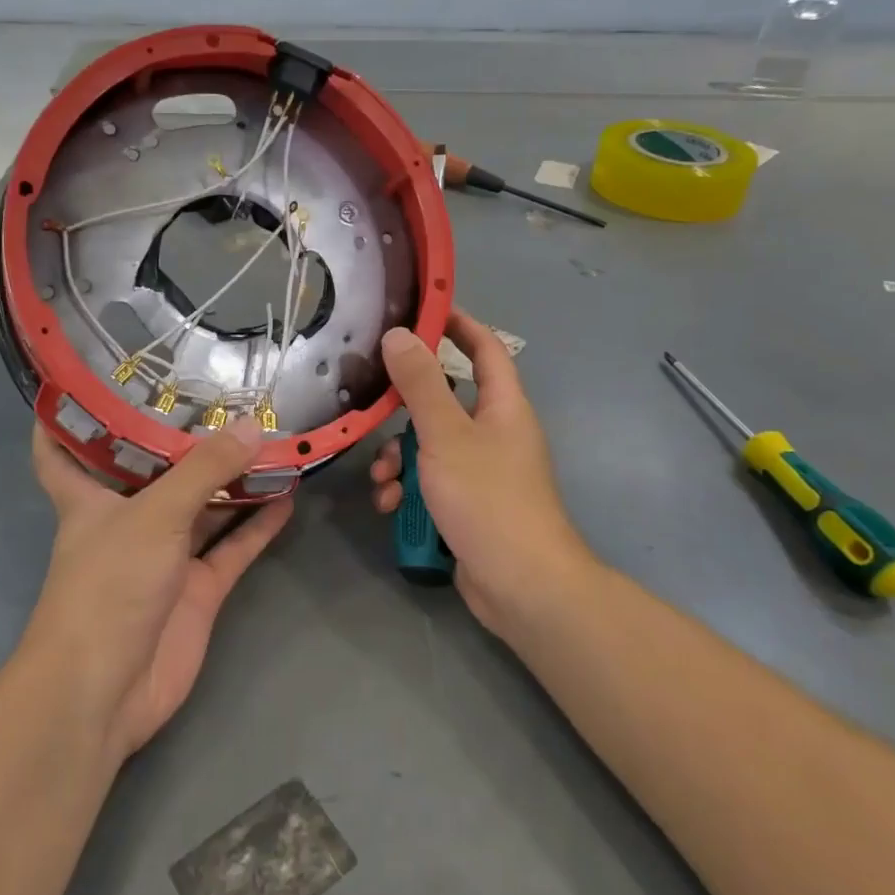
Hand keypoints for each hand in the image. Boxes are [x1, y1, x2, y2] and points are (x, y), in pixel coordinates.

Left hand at [26, 417, 292, 760]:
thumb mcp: (155, 515)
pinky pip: (233, 548)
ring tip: (271, 439)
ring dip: (233, 480)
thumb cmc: (109, 586)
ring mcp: (165, 557)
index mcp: (91, 498)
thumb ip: (204, 470)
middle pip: (154, 473)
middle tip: (223, 396)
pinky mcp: (197, 591)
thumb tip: (252, 425)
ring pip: (203, 508)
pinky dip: (257, 525)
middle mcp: (127, 521)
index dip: (67, 417)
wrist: (107, 690)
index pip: (61, 450)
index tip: (90, 380)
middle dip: (183, 441)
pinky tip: (288, 496)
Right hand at [370, 310, 597, 635]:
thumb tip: (399, 334)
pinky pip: (431, 483)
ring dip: (399, 459)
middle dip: (405, 410)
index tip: (420, 310)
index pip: (485, 348)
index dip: (458, 324)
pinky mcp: (466, 505)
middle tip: (374, 407)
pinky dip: (409, 490)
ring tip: (384, 479)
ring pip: (430, 446)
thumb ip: (421, 384)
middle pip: (445, 401)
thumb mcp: (446, 435)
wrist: (520, 585)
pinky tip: (392, 506)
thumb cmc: (488, 499)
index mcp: (503, 406)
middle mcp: (495, 433)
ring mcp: (482, 472)